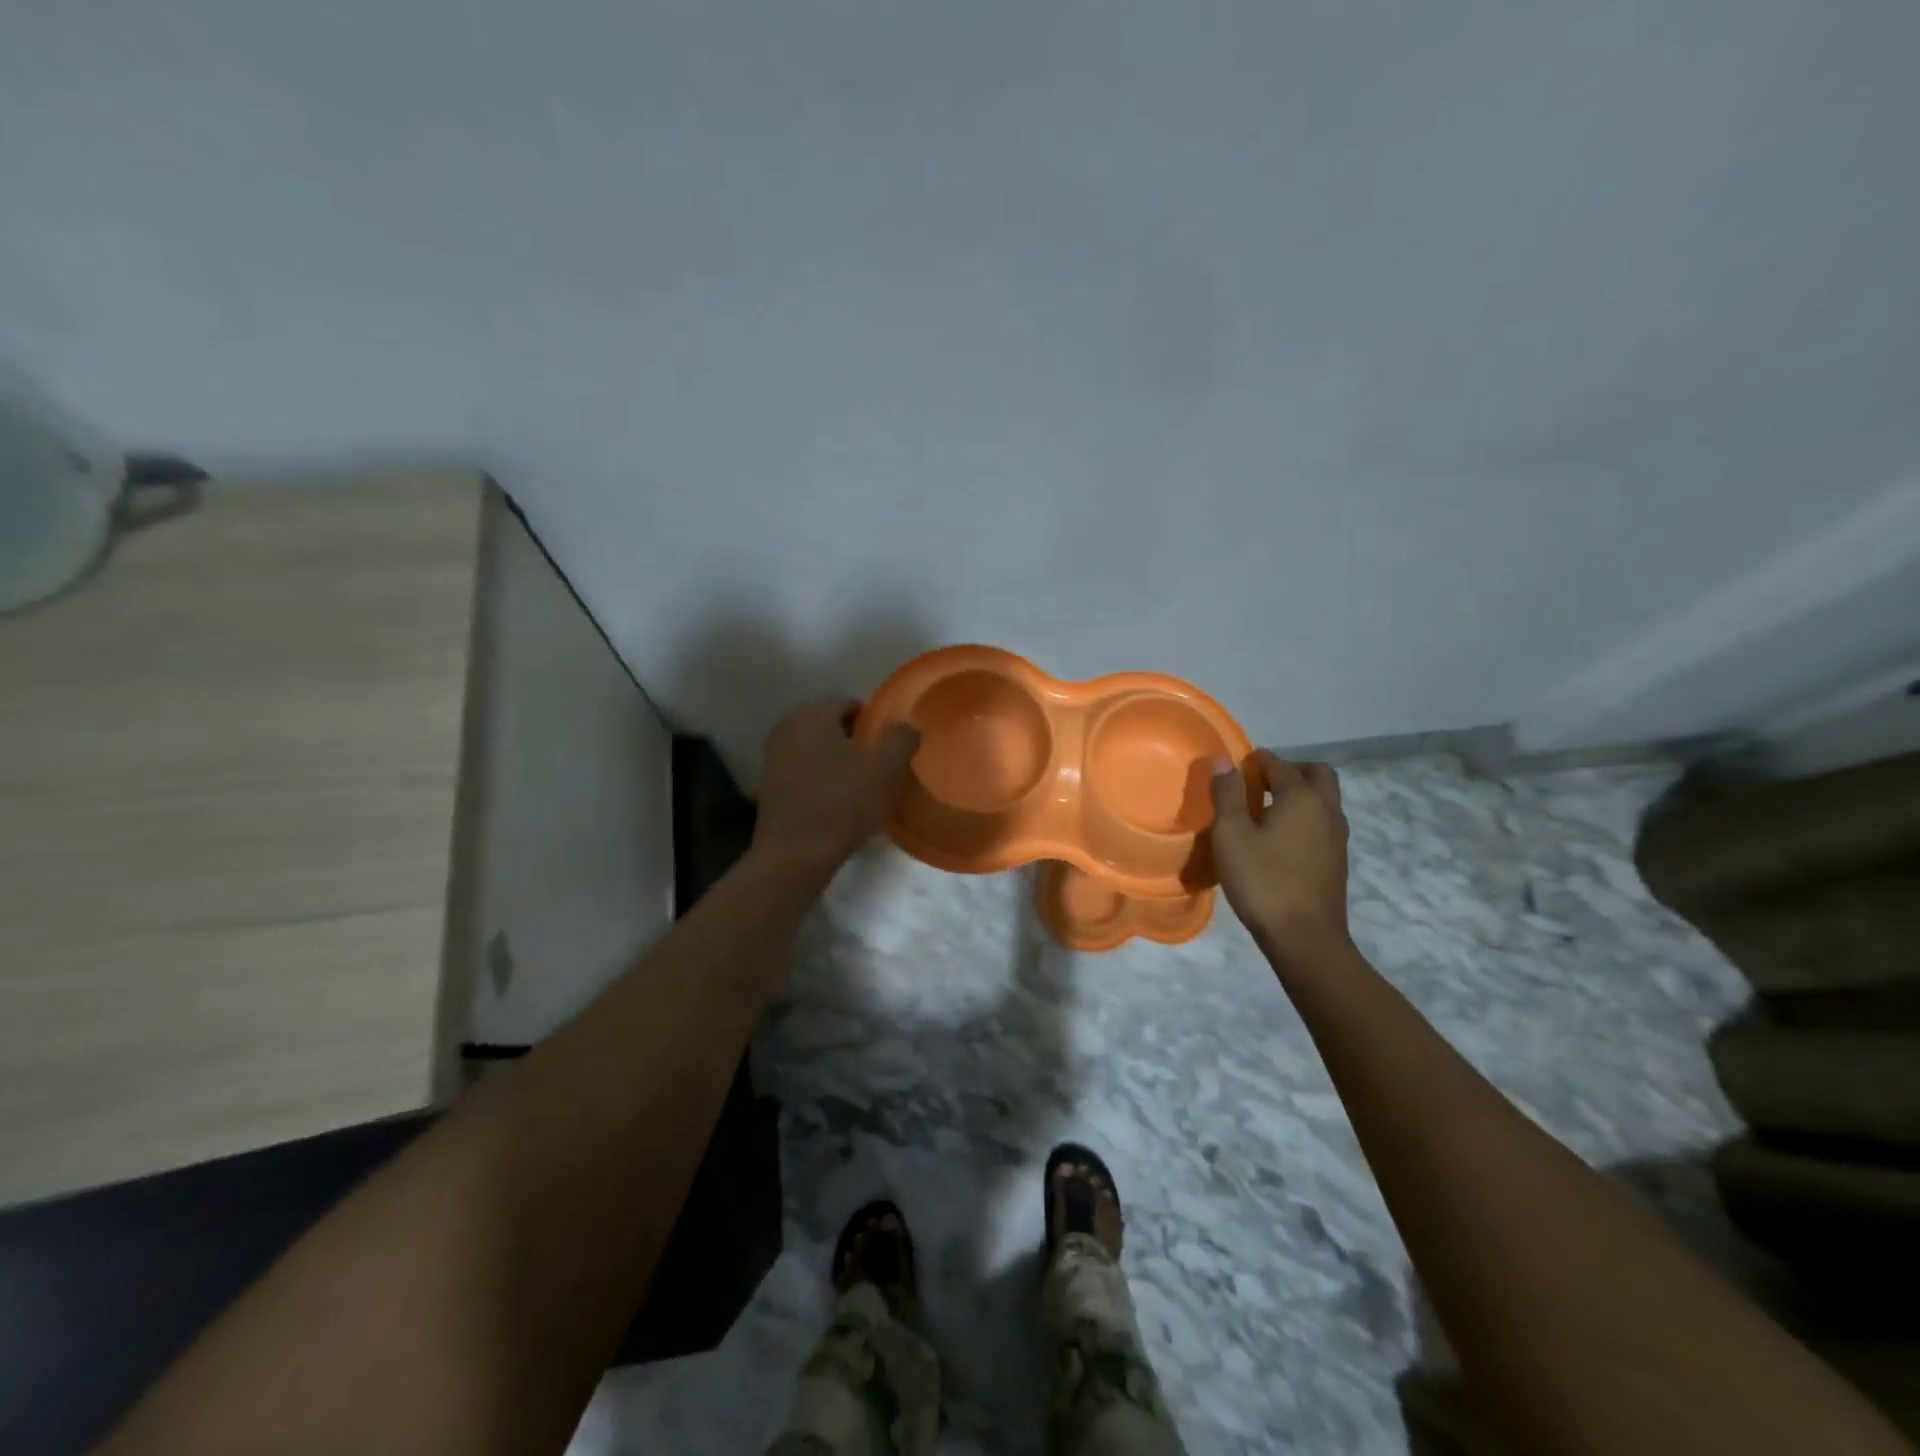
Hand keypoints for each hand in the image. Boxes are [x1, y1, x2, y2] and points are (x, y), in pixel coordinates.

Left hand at [752, 700, 919, 876]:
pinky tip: (838, 804)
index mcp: (811, 714)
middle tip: (878, 770)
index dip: (874, 726)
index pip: (850, 706)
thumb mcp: (885, 769)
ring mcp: (773, 757)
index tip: (889, 752)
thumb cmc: (841, 804)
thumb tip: (907, 726)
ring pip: (818, 751)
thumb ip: (901, 739)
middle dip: (856, 744)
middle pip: (833, 728)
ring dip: (839, 764)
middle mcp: (786, 728)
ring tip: (861, 790)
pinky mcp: (769, 786)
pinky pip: (805, 773)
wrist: (794, 856)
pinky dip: (822, 781)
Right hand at [1209, 750, 1350, 957]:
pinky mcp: (1337, 860)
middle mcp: (1326, 810)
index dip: (1255, 762)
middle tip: (1259, 784)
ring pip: (1323, 800)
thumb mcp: (1231, 835)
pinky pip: (1323, 823)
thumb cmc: (1262, 881)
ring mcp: (1337, 837)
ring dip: (1299, 795)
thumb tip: (1223, 761)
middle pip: (1316, 773)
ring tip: (1265, 813)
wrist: (1305, 937)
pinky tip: (1279, 841)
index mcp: (1301, 797)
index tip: (1234, 770)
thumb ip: (1226, 794)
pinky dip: (1304, 818)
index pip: (1279, 764)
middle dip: (1289, 770)